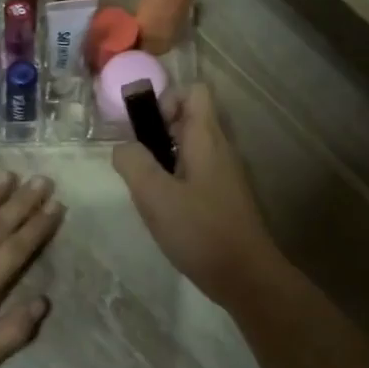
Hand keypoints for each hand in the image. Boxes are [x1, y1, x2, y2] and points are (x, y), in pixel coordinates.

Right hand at [112, 85, 283, 308]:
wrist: (246, 276)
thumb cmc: (200, 231)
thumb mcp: (155, 196)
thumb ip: (133, 163)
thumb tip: (123, 147)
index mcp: (206, 139)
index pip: (194, 91)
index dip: (165, 99)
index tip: (144, 129)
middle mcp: (220, 149)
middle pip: (188, 118)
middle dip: (157, 133)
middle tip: (136, 163)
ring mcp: (224, 174)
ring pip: (190, 148)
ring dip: (163, 159)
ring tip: (146, 189)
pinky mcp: (224, 197)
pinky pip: (195, 173)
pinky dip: (175, 181)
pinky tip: (164, 210)